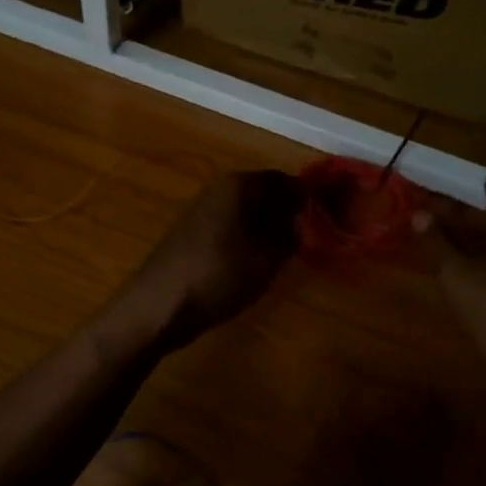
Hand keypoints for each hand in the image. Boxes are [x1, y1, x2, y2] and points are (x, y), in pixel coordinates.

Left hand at [122, 171, 302, 348]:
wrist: (159, 305)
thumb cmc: (219, 275)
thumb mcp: (268, 256)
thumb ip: (291, 232)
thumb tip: (303, 218)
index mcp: (239, 184)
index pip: (286, 181)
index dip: (308, 201)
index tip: (326, 224)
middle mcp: (218, 188)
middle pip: (264, 195)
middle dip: (287, 216)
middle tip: (306, 245)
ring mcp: (200, 210)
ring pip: (246, 213)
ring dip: (266, 231)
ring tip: (281, 260)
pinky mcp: (190, 234)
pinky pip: (229, 229)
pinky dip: (245, 242)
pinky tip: (250, 267)